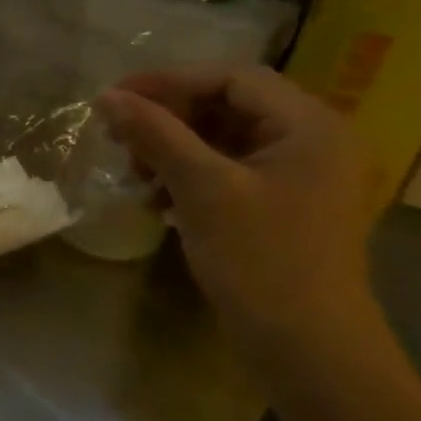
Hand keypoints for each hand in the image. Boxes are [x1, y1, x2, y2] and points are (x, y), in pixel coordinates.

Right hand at [97, 66, 380, 358]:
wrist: (304, 342)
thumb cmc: (259, 257)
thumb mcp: (201, 188)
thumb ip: (155, 135)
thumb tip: (108, 97)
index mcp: (310, 126)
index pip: (233, 78)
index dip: (169, 81)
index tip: (113, 99)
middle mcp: (313, 141)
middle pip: (228, 106)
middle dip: (168, 118)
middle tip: (118, 139)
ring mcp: (299, 176)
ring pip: (223, 140)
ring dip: (172, 149)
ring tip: (135, 175)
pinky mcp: (282, 205)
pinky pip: (228, 171)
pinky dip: (188, 176)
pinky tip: (157, 200)